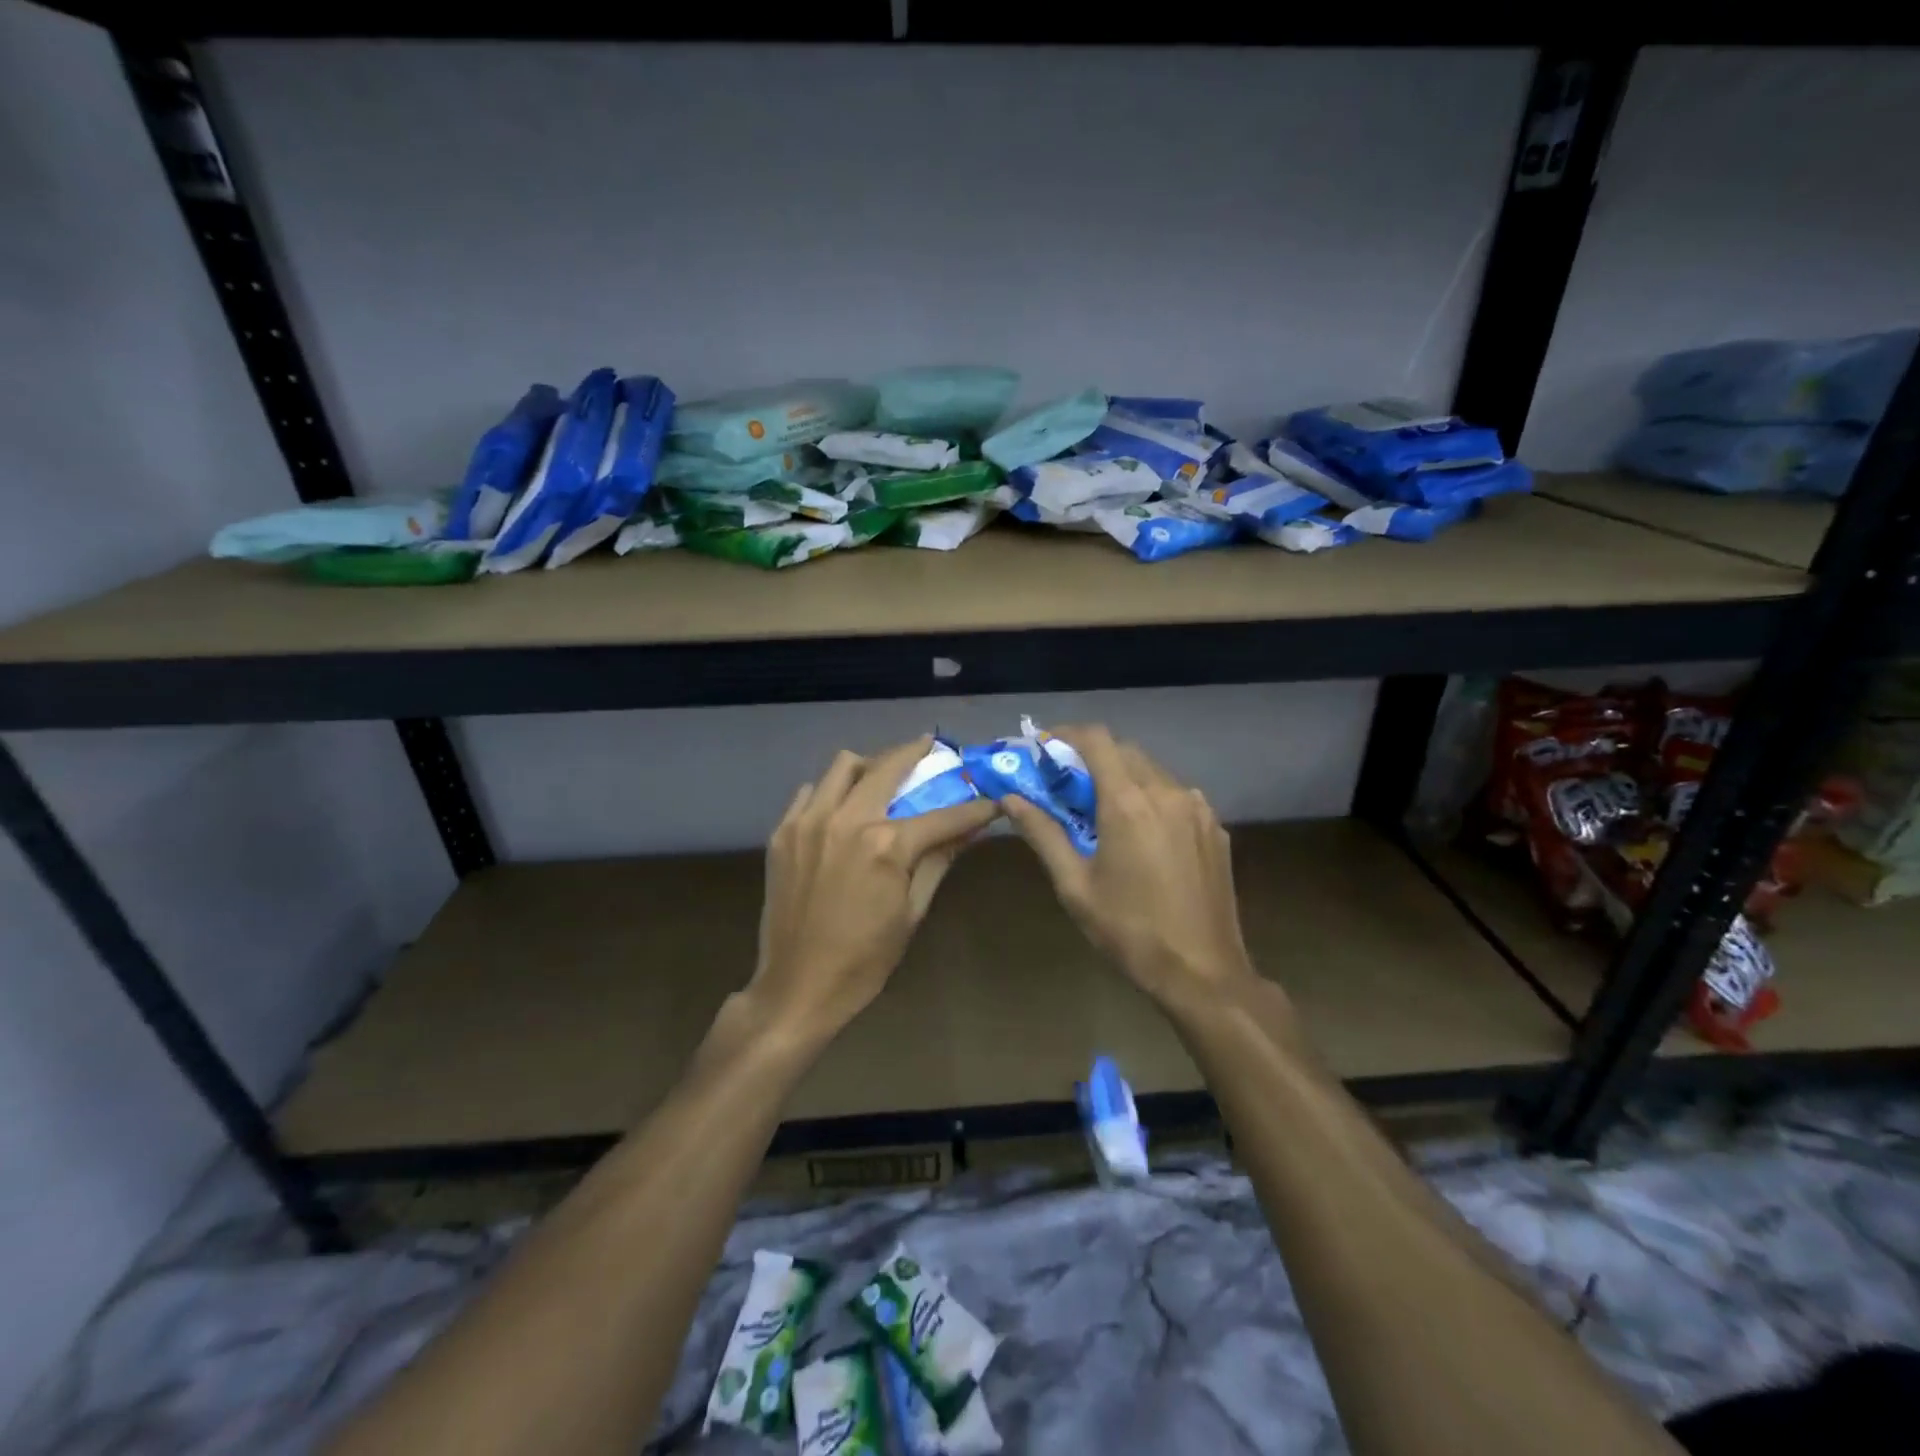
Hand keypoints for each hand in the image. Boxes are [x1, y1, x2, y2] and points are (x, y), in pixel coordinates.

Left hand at [745, 737, 998, 1042]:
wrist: (797, 987)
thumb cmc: (865, 959)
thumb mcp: (912, 912)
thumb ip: (939, 860)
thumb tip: (971, 829)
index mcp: (885, 845)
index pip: (943, 815)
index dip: (974, 808)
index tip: (993, 799)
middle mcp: (846, 820)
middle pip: (888, 766)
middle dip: (916, 752)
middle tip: (930, 748)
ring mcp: (808, 822)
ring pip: (843, 766)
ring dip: (869, 765)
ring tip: (882, 778)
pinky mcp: (782, 832)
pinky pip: (811, 792)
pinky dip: (832, 791)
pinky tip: (842, 809)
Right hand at [1003, 726, 1253, 1005]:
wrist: (1203, 973)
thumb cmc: (1129, 930)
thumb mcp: (1074, 885)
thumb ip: (1042, 834)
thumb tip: (1010, 799)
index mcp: (1128, 802)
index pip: (1096, 739)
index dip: (1066, 734)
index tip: (1044, 747)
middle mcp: (1167, 792)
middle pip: (1125, 751)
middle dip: (1091, 757)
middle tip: (1066, 784)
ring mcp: (1198, 808)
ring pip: (1153, 772)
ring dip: (1123, 777)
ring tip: (1102, 810)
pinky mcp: (1215, 828)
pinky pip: (1176, 796)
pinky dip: (1151, 798)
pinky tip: (1141, 834)